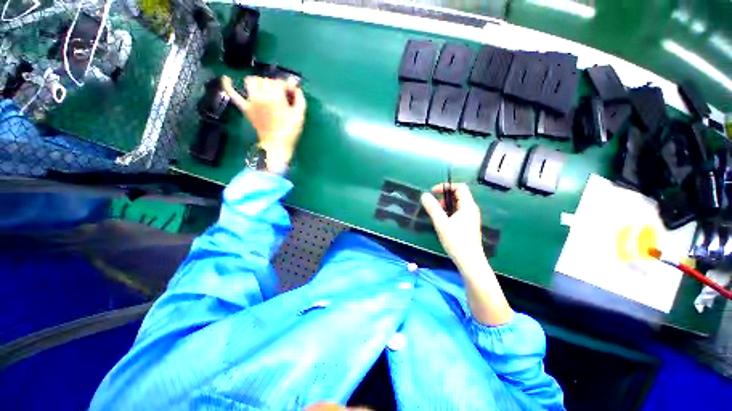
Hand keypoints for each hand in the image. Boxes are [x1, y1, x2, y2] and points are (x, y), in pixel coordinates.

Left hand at [221, 75, 305, 170]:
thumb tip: (295, 87)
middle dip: (274, 84)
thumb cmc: (290, 131)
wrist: (277, 146)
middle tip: (281, 95)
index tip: (292, 93)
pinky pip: (233, 95)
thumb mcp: (300, 115)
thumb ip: (300, 98)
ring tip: (265, 89)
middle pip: (266, 80)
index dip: (287, 86)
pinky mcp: (245, 108)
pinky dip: (228, 86)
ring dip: (258, 82)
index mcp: (276, 96)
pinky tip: (226, 79)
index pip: (280, 82)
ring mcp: (251, 101)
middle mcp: (261, 95)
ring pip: (251, 81)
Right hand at [421, 183, 484, 268]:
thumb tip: (424, 195)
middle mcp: (471, 210)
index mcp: (468, 206)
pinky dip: (449, 213)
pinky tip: (443, 223)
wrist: (470, 261)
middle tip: (435, 206)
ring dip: (446, 206)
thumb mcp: (441, 223)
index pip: (460, 187)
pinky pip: (458, 213)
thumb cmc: (456, 241)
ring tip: (437, 216)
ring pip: (458, 205)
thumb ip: (432, 208)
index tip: (434, 192)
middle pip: (459, 195)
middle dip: (444, 197)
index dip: (446, 186)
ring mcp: (471, 218)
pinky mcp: (468, 225)